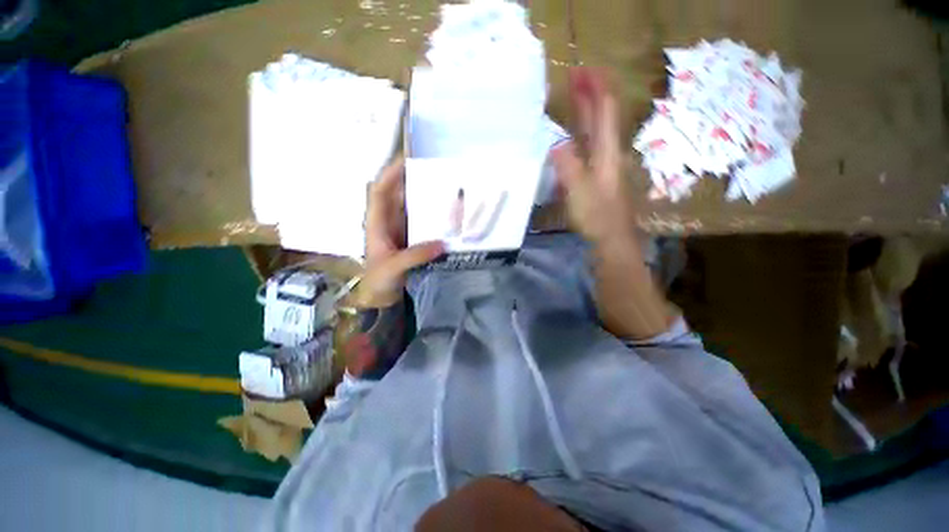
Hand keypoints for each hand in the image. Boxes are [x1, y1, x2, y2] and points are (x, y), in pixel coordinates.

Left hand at [354, 156, 444, 308]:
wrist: (381, 298)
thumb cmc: (378, 281)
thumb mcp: (393, 267)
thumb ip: (415, 255)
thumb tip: (442, 243)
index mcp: (376, 223)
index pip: (379, 191)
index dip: (390, 174)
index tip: (406, 160)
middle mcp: (387, 222)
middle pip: (397, 194)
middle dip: (411, 180)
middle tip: (434, 170)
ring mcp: (400, 230)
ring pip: (411, 207)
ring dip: (424, 197)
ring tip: (444, 187)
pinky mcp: (411, 239)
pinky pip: (421, 222)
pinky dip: (431, 216)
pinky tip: (446, 214)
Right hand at [552, 68, 637, 248]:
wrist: (612, 239)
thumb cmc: (597, 216)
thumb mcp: (580, 191)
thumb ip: (568, 166)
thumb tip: (556, 144)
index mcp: (607, 152)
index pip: (605, 111)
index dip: (597, 88)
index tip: (583, 70)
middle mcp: (609, 153)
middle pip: (603, 116)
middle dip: (591, 94)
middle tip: (575, 77)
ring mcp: (604, 165)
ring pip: (597, 131)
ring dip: (587, 111)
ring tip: (574, 98)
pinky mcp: (598, 176)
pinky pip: (591, 146)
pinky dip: (582, 133)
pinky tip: (572, 135)